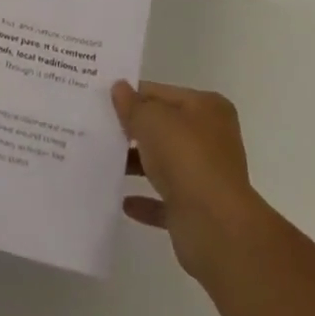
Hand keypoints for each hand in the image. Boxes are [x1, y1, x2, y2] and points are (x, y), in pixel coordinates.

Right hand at [113, 80, 268, 281]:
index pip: (162, 93)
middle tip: (98, 129)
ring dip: (138, 164)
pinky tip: (123, 201)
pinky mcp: (197, 211)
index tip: (104, 100)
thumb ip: (133, 105)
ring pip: (165, 164)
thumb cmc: (186, 158)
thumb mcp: (152, 120)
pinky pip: (166, 199)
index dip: (134, 95)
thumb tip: (119, 88)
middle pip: (165, 128)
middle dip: (135, 131)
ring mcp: (206, 176)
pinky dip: (146, 199)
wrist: (216, 228)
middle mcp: (211, 138)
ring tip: (104, 162)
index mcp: (207, 108)